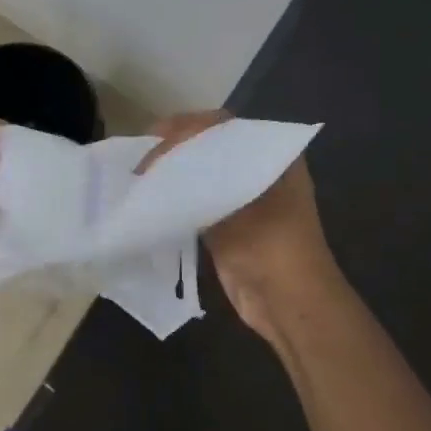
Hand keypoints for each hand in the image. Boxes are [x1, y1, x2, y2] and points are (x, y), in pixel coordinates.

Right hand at [137, 111, 336, 339]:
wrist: (289, 304)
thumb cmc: (273, 247)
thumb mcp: (236, 204)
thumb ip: (200, 179)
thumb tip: (159, 165)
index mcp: (273, 157)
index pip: (224, 126)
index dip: (188, 127)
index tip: (156, 136)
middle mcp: (259, 172)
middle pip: (211, 148)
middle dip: (176, 150)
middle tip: (142, 158)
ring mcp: (244, 200)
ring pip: (201, 175)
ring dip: (173, 174)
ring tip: (140, 175)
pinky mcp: (228, 226)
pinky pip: (197, 203)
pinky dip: (175, 199)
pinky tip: (151, 199)